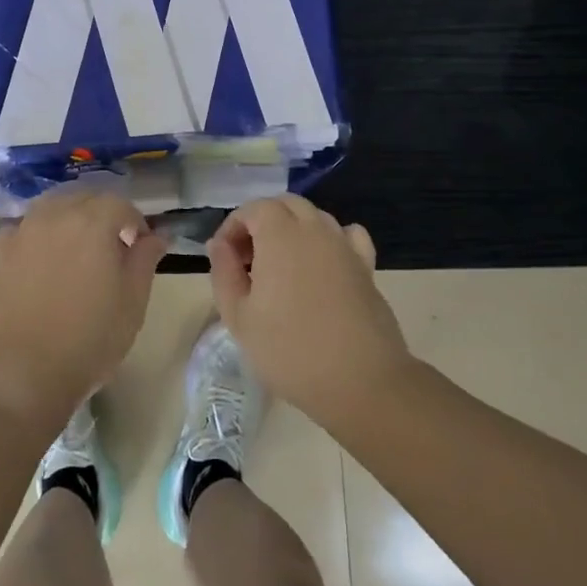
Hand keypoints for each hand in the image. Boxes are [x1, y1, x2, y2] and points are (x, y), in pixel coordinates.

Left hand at [0, 186, 167, 425]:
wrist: (24, 371)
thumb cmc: (90, 338)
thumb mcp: (133, 302)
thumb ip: (144, 260)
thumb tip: (154, 236)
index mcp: (93, 221)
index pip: (121, 204)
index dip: (135, 222)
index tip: (140, 247)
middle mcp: (56, 215)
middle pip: (84, 198)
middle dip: (102, 214)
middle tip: (112, 247)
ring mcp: (23, 231)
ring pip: (51, 207)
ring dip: (69, 217)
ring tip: (77, 249)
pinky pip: (22, 229)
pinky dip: (36, 234)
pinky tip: (39, 257)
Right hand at [207, 196, 411, 429]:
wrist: (360, 381)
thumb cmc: (290, 350)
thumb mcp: (239, 317)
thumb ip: (224, 272)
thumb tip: (219, 244)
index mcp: (280, 235)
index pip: (253, 208)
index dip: (233, 227)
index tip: (224, 258)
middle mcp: (314, 229)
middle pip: (285, 204)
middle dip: (262, 222)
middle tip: (248, 259)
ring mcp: (344, 246)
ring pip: (315, 217)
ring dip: (293, 229)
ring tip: (281, 266)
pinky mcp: (367, 266)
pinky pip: (347, 235)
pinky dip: (330, 240)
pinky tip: (323, 265)